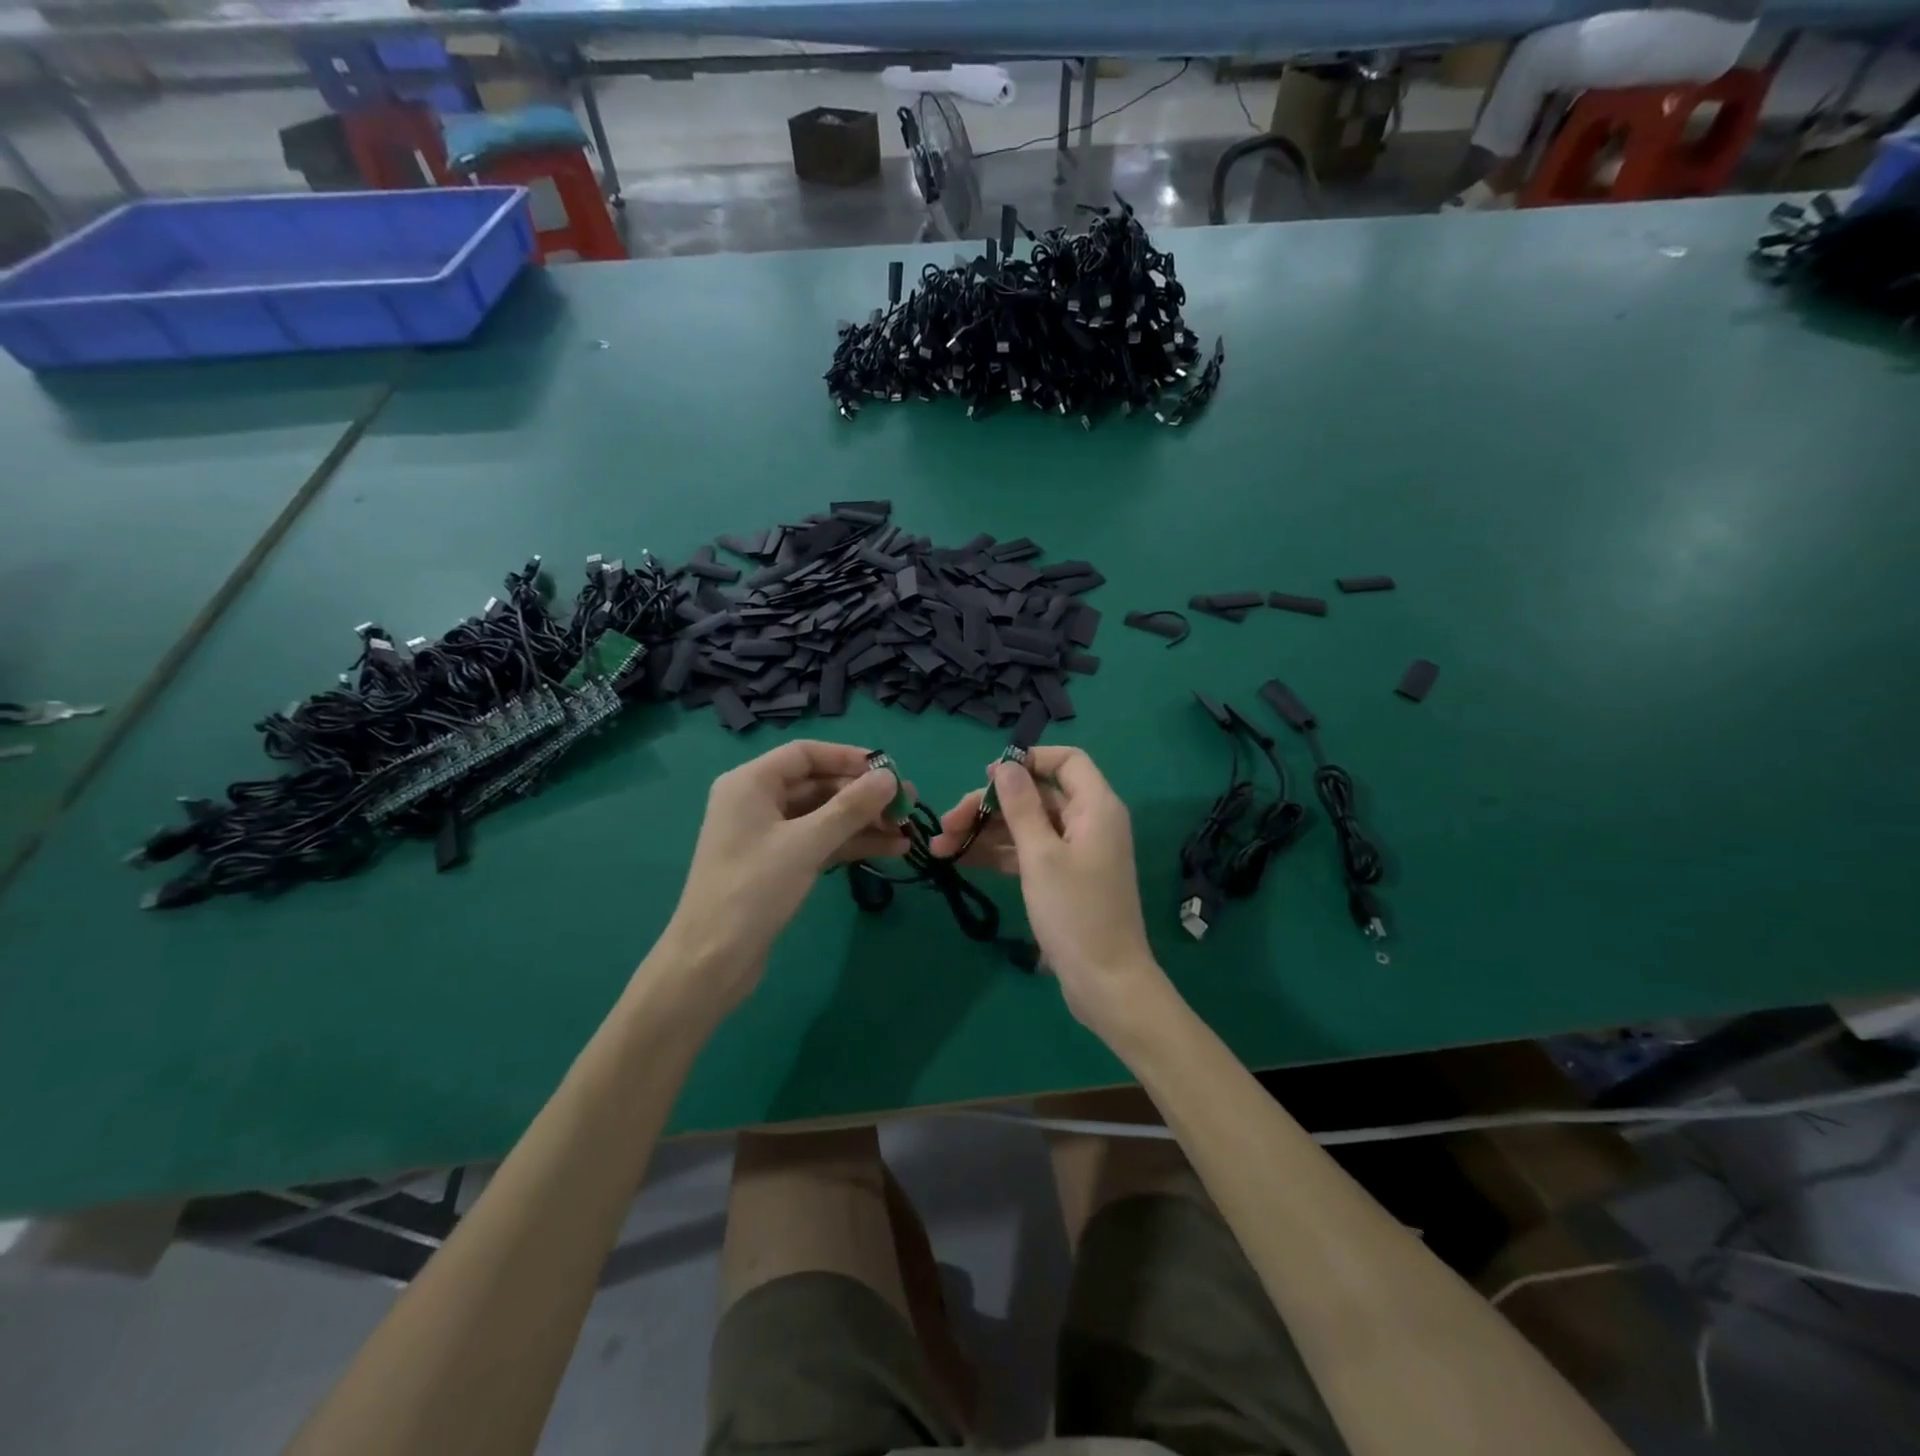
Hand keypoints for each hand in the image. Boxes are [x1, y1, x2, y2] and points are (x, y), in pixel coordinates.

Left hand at [652, 741, 907, 1012]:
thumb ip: (851, 807)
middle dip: (863, 795)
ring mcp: (768, 835)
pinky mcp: (778, 864)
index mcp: (751, 783)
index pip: (806, 754)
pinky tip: (890, 849)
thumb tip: (889, 778)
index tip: (889, 771)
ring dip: (864, 822)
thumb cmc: (753, 889)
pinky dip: (851, 843)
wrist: (712, 961)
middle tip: (907, 805)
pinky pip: (820, 841)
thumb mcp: (806, 843)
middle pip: (818, 784)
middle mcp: (757, 801)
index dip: (849, 758)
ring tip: (906, 830)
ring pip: (824, 816)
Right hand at [932, 747, 1164, 1038]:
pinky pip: (1028, 852)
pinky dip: (999, 854)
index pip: (1067, 761)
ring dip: (985, 832)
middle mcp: (1089, 822)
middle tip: (945, 824)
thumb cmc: (1075, 913)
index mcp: (1096, 807)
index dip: (1028, 761)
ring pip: (1027, 826)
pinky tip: (962, 860)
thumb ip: (1021, 806)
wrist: (1105, 983)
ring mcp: (1076, 852)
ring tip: (940, 847)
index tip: (987, 777)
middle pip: (1037, 795)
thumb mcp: (1041, 855)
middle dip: (989, 805)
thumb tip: (1005, 765)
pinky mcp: (1063, 878)